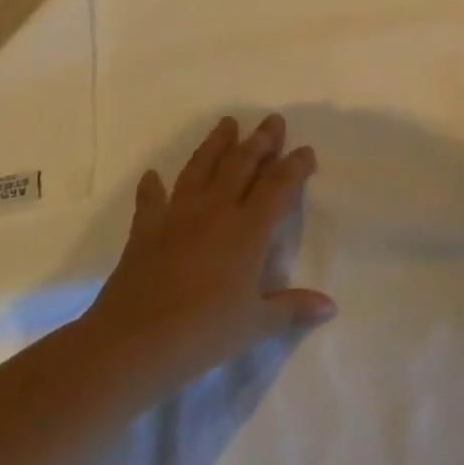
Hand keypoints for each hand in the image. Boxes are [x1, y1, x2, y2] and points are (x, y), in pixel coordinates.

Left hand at [84, 114, 336, 376]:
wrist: (132, 344)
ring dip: (216, 144)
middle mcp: (216, 211)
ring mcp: (177, 216)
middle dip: (260, 140)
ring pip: (201, 168)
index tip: (306, 150)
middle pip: (241, 164)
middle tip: (272, 120)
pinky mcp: (145, 231)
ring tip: (227, 123)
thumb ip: (293, 308)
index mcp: (248, 229)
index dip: (295, 165)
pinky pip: (151, 200)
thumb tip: (330, 307)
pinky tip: (153, 175)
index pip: (278, 185)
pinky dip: (153, 186)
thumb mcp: (256, 324)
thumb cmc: (204, 333)